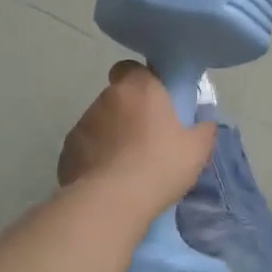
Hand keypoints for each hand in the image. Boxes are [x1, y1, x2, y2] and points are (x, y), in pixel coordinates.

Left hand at [58, 62, 214, 214]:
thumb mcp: (197, 150)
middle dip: (129, 112)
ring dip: (111, 135)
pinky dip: (94, 158)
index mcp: (138, 89)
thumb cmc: (159, 166)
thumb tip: (205, 124)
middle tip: (147, 139)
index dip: (142, 81)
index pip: (132, 68)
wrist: (111, 203)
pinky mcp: (66, 152)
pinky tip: (108, 180)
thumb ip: (204, 130)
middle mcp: (106, 99)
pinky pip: (85, 148)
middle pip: (117, 97)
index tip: (155, 101)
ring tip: (127, 165)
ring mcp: (82, 125)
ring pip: (100, 122)